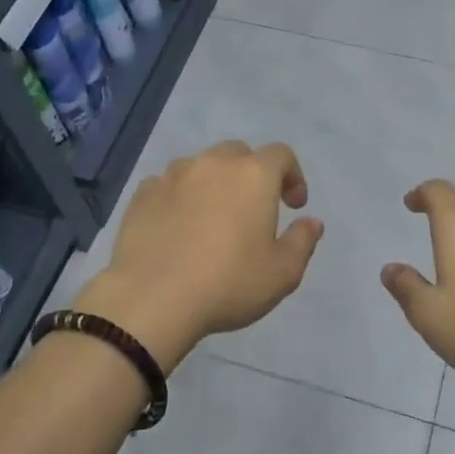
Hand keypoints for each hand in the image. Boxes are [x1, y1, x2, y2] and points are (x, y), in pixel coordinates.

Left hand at [77, 141, 323, 372]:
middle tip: (254, 210)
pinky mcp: (142, 194)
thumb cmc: (228, 283)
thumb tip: (312, 222)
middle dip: (252, 175)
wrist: (152, 299)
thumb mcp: (282, 273)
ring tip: (212, 218)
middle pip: (239, 154)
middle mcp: (213, 164)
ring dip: (213, 183)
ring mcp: (173, 175)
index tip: (293, 206)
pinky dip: (179, 197)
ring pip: (201, 166)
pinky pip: (168, 185)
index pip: (281, 155)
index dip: (293, 176)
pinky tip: (178, 227)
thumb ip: (302, 241)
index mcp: (253, 175)